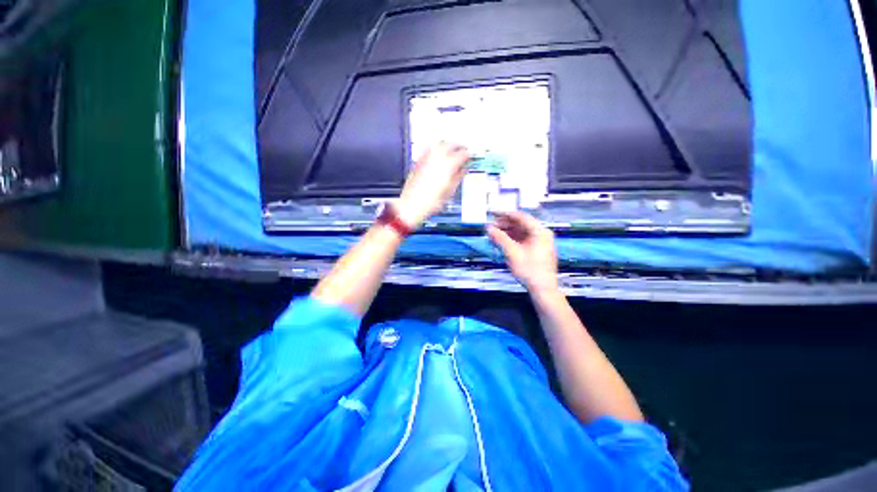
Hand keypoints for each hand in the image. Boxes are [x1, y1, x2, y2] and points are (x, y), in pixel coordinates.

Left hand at [396, 142, 469, 228]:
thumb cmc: (430, 202)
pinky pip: (428, 149)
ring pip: (438, 144)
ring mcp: (426, 159)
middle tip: (462, 149)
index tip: (469, 157)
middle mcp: (437, 159)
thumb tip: (463, 171)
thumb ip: (458, 178)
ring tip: (451, 148)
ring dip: (447, 144)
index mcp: (448, 166)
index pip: (462, 154)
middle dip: (458, 146)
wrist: (412, 205)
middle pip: (450, 144)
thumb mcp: (449, 192)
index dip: (467, 155)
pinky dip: (435, 148)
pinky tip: (436, 152)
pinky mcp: (418, 162)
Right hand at [488, 211, 558, 293]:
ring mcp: (540, 242)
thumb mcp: (512, 253)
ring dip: (508, 232)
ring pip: (521, 232)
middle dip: (505, 224)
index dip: (506, 214)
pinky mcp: (537, 250)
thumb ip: (500, 239)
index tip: (494, 214)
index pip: (521, 217)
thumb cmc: (530, 271)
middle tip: (492, 225)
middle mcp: (542, 234)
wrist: (542, 289)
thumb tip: (489, 229)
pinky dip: (512, 239)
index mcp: (540, 232)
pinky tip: (502, 241)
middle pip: (521, 224)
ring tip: (495, 233)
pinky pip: (523, 239)